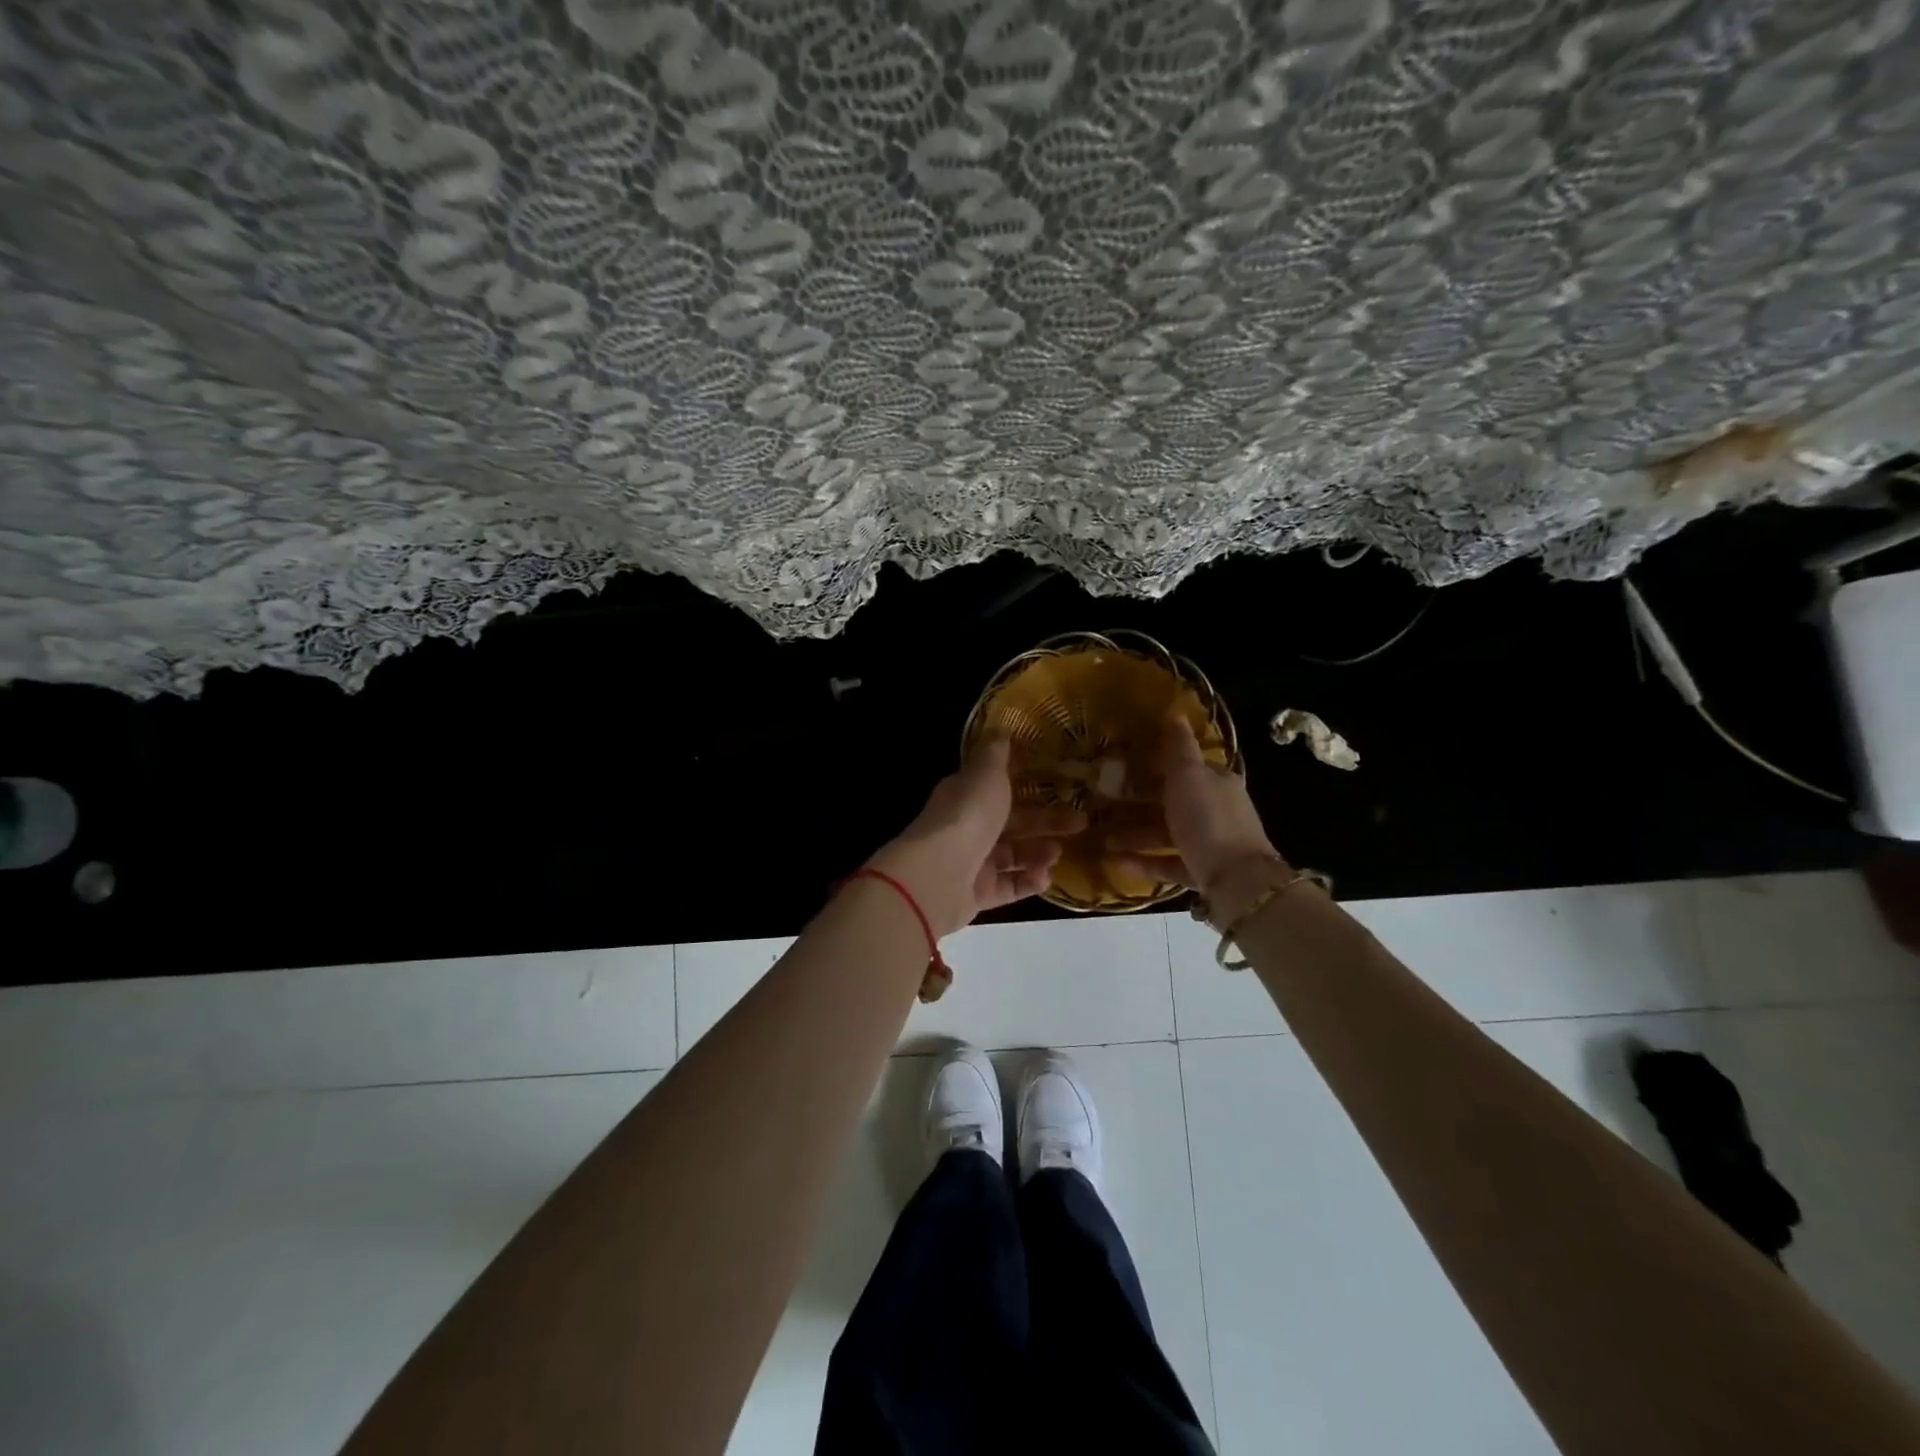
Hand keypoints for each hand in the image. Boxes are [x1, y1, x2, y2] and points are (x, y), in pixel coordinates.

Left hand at [868, 738, 1085, 938]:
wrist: (938, 875)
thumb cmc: (968, 816)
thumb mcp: (986, 774)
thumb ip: (996, 754)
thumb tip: (1000, 728)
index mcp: (966, 795)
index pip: (998, 786)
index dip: (1027, 783)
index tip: (1061, 783)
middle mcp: (967, 827)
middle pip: (1012, 822)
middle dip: (1046, 821)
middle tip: (1081, 822)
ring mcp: (971, 863)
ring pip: (1012, 856)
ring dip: (1038, 852)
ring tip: (1059, 852)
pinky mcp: (977, 894)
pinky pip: (1008, 887)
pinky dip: (1028, 882)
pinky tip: (1046, 878)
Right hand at [1106, 714, 1282, 904]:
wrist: (1238, 883)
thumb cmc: (1209, 820)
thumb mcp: (1189, 776)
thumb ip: (1179, 747)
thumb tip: (1175, 712)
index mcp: (1217, 782)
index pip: (1185, 767)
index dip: (1154, 763)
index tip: (1122, 764)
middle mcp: (1217, 810)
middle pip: (1172, 801)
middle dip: (1138, 801)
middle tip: (1103, 802)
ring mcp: (1211, 844)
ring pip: (1167, 834)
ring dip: (1135, 834)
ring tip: (1102, 837)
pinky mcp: (1202, 873)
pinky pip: (1168, 863)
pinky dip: (1143, 861)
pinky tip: (1115, 861)